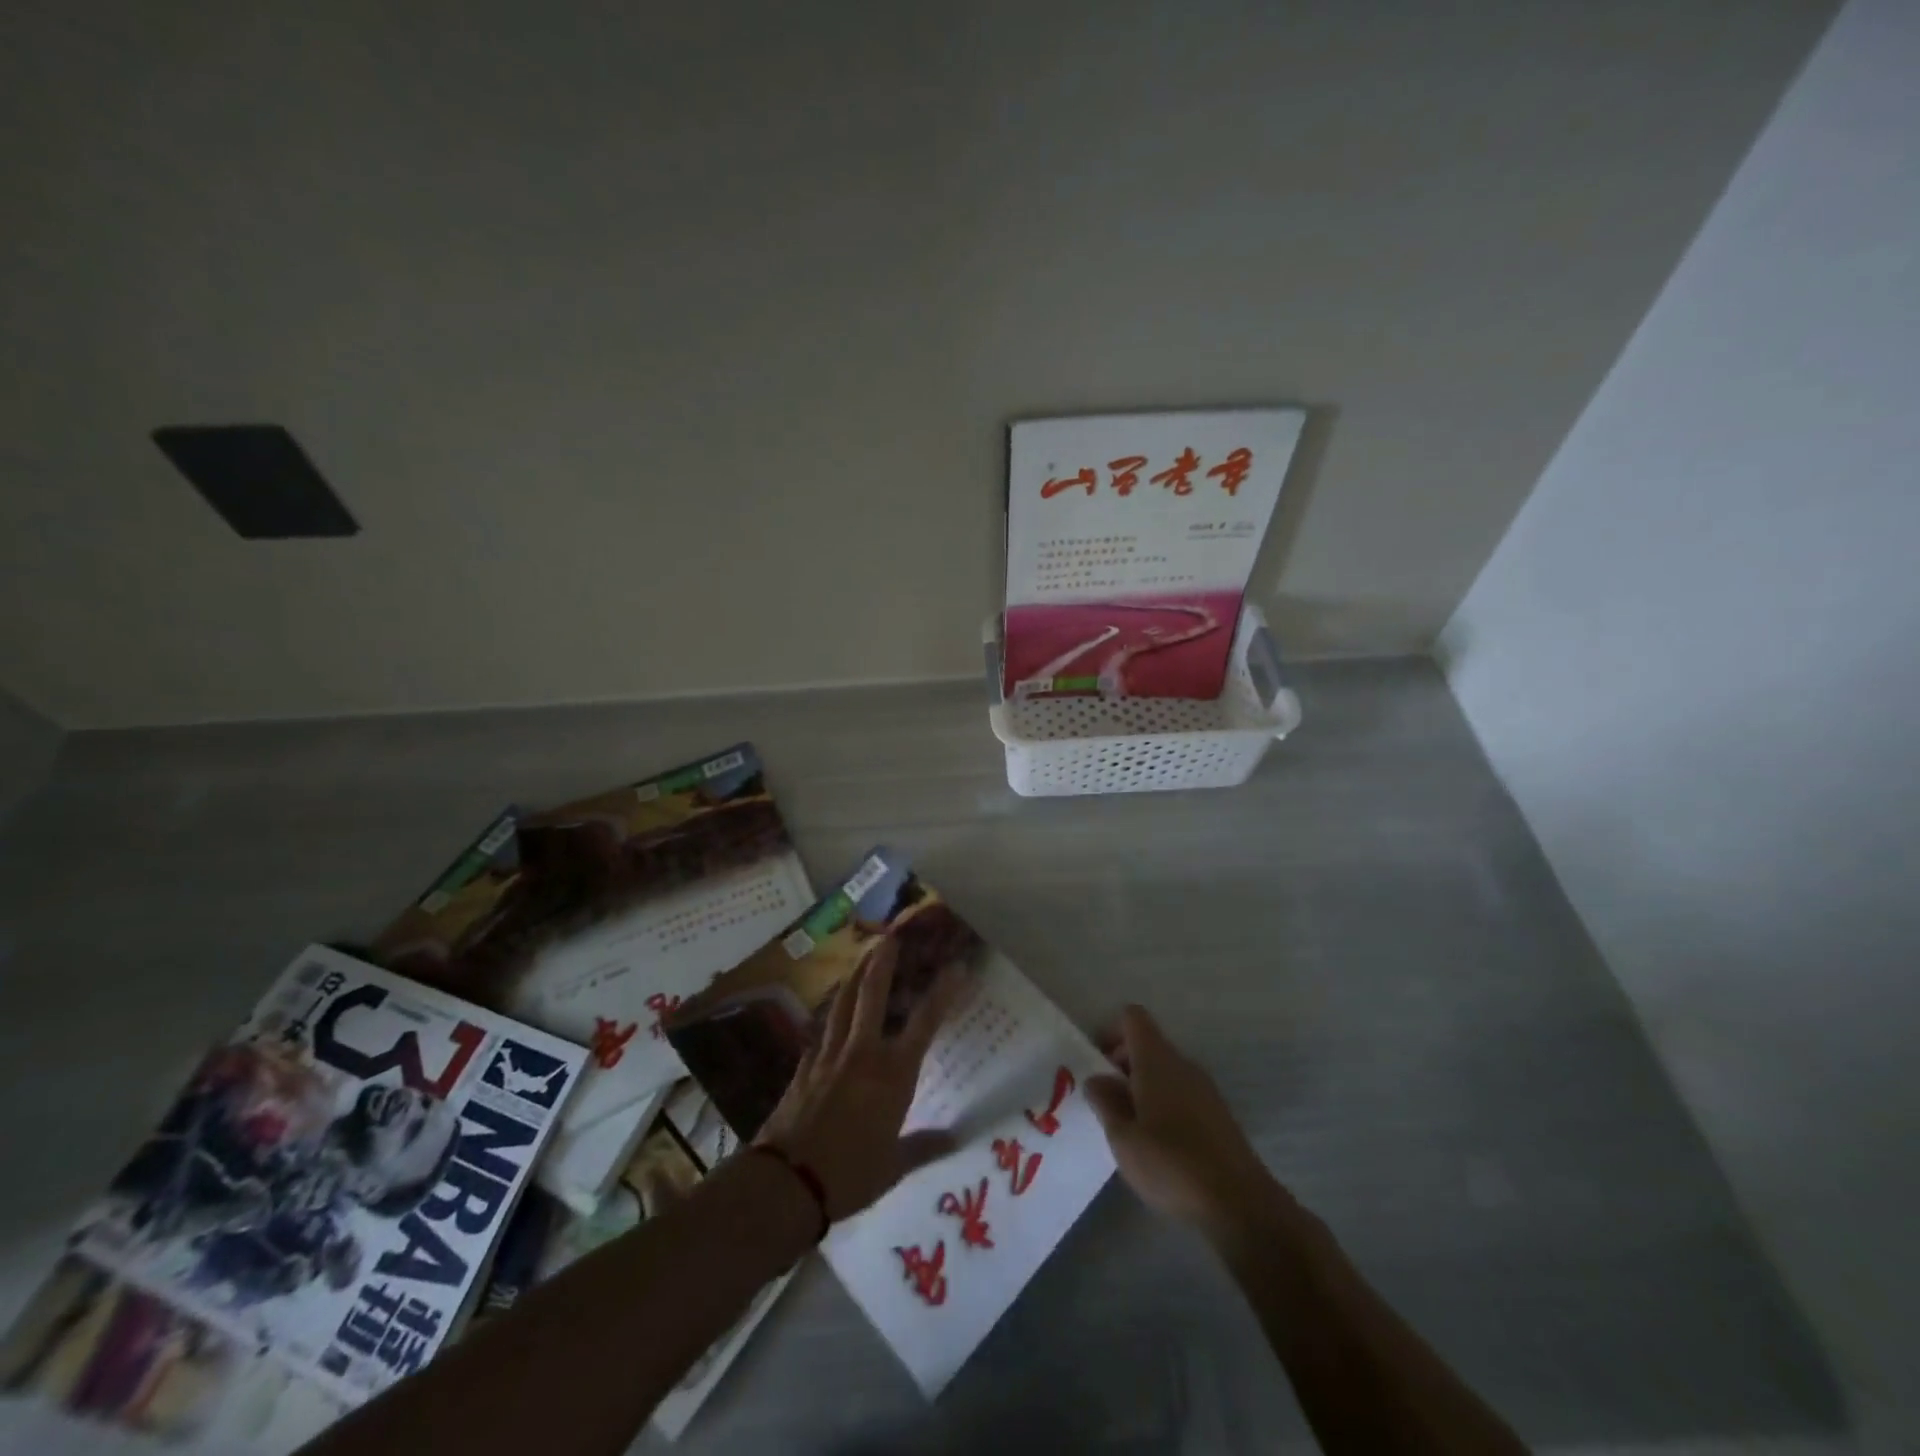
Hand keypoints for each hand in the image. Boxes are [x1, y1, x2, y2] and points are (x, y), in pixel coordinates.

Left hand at [755, 938, 966, 1221]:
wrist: (786, 1183)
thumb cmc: (849, 1175)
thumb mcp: (894, 1167)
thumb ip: (923, 1147)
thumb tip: (954, 1139)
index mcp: (892, 1074)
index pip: (924, 1023)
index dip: (942, 993)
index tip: (956, 967)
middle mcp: (861, 1054)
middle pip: (872, 995)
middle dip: (883, 963)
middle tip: (890, 937)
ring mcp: (827, 1057)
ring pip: (841, 1005)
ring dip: (853, 979)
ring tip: (861, 961)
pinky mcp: (803, 1068)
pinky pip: (820, 1032)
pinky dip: (828, 1017)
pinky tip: (828, 1015)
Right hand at [1085, 1005, 1280, 1234]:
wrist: (1240, 1204)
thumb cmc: (1171, 1164)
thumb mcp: (1123, 1137)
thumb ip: (1105, 1102)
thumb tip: (1097, 1079)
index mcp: (1157, 1060)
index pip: (1133, 1017)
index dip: (1111, 1031)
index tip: (1098, 1065)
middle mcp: (1183, 1064)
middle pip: (1148, 1044)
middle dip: (1123, 1064)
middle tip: (1107, 1102)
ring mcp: (1205, 1089)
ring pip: (1166, 1070)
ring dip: (1143, 1087)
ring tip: (1130, 1129)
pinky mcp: (1219, 1115)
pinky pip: (1182, 1093)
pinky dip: (1164, 1105)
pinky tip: (1159, 1145)